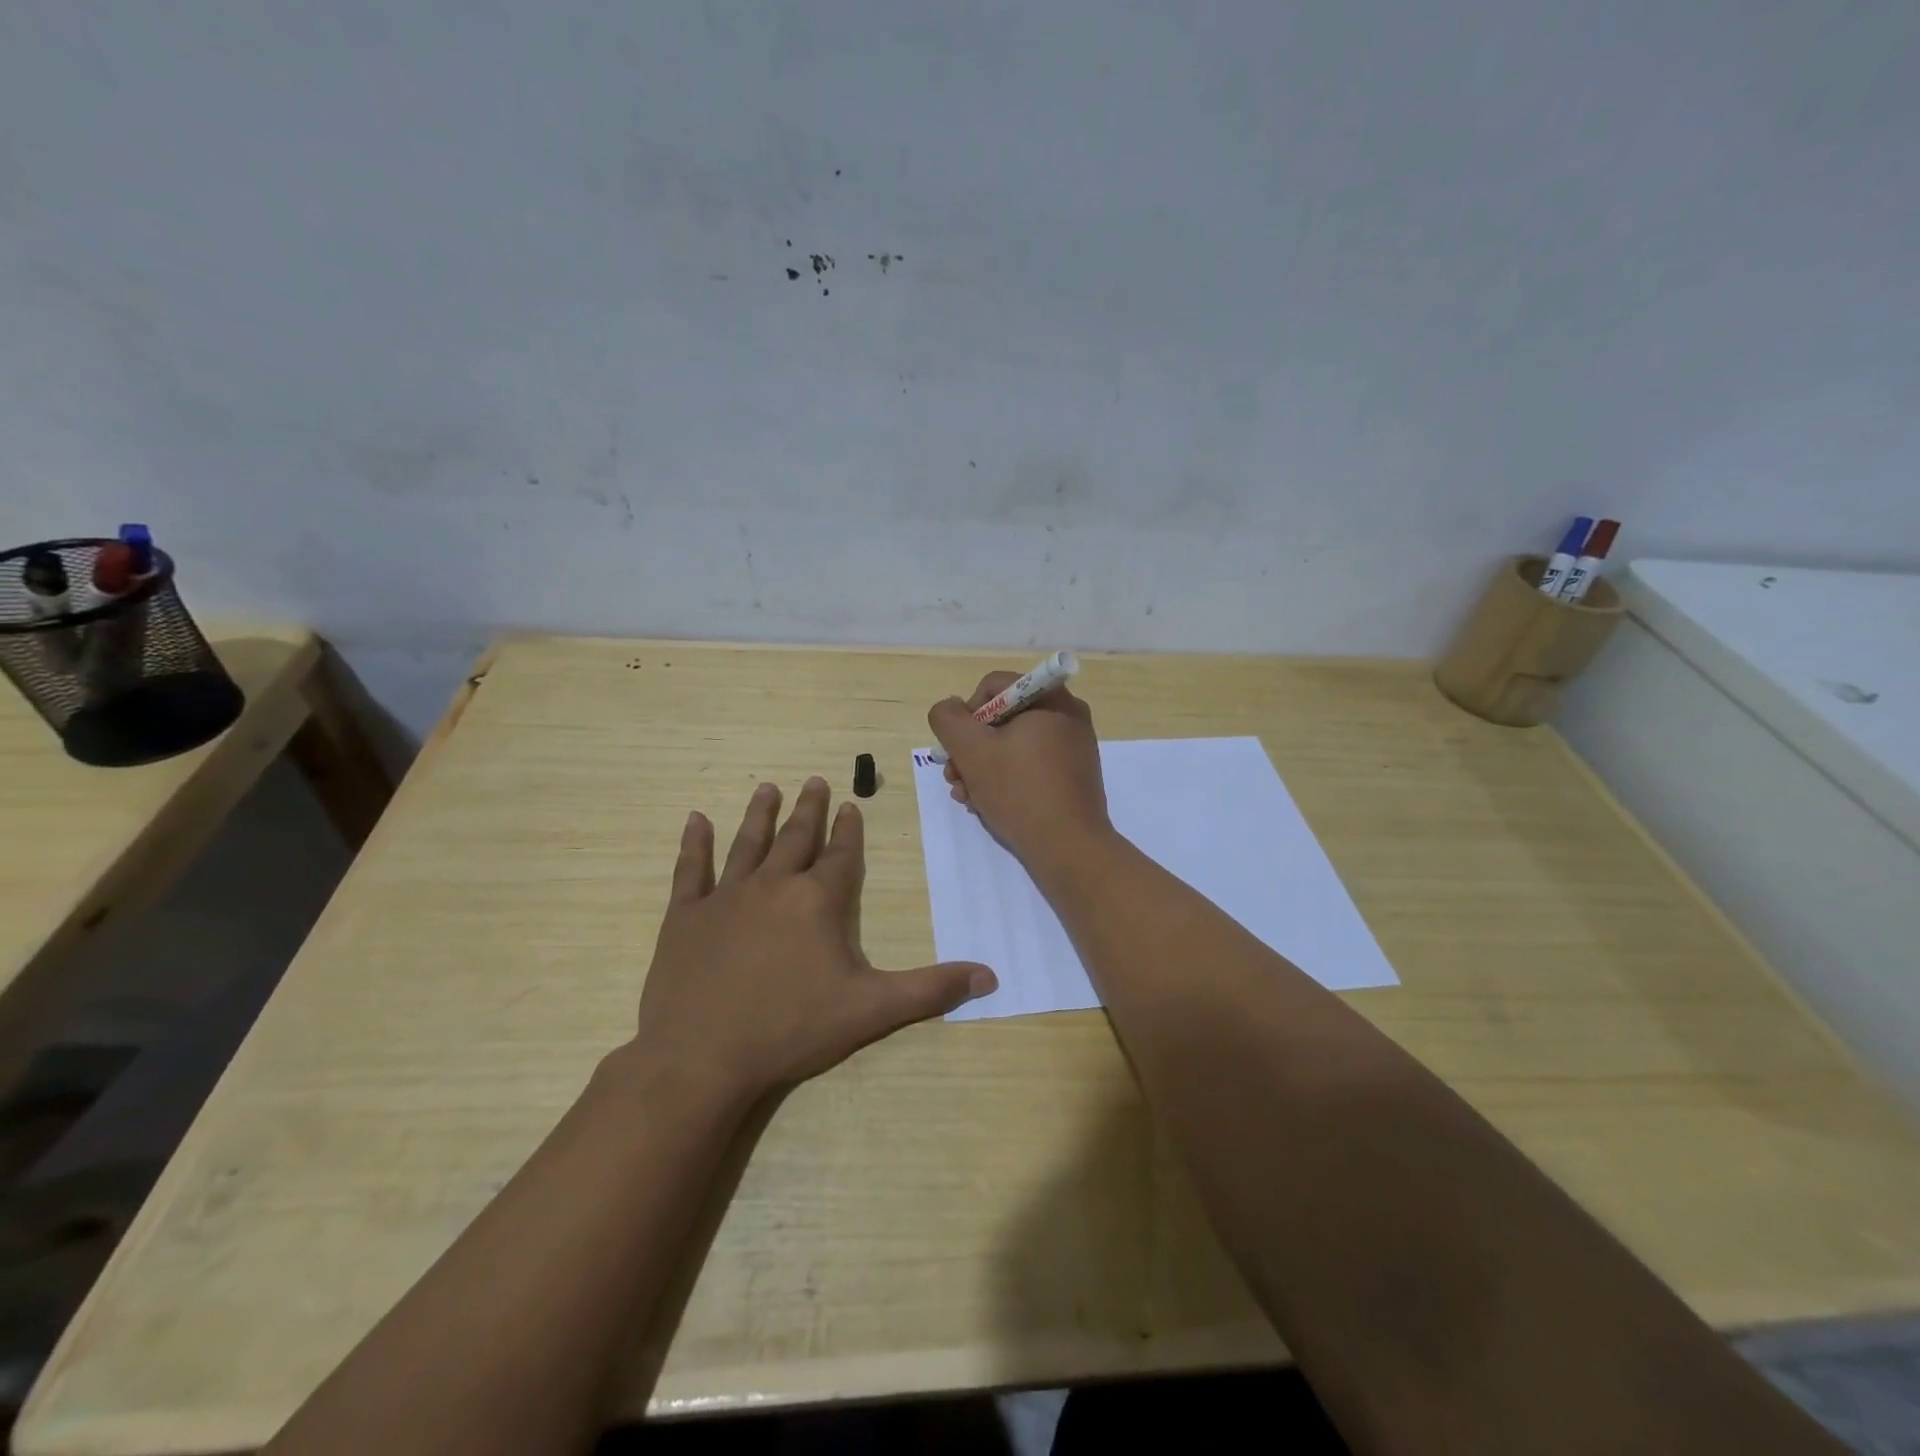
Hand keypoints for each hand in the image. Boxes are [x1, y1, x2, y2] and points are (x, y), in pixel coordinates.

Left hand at [629, 778, 996, 1104]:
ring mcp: (726, 897)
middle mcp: (774, 886)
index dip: (849, 830)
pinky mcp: (686, 917)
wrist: (703, 1057)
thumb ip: (930, 990)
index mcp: (818, 901)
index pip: (841, 855)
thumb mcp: (871, 1010)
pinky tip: (695, 819)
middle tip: (814, 780)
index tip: (850, 805)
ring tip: (767, 787)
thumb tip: (990, 977)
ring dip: (760, 814)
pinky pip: (691, 870)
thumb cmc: (792, 1029)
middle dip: (809, 809)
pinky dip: (694, 844)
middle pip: (796, 838)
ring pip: (748, 844)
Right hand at [927, 673, 1112, 869]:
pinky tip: (986, 804)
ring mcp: (1073, 748)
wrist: (1069, 848)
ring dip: (982, 767)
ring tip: (966, 797)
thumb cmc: (1019, 791)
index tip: (958, 747)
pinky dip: (1006, 779)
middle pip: (1002, 718)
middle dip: (971, 748)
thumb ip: (948, 719)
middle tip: (954, 777)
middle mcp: (1067, 716)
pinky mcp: (1073, 776)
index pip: (994, 686)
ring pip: (1013, 745)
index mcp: (1051, 699)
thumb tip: (950, 708)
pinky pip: (1031, 765)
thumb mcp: (971, 750)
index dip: (967, 713)